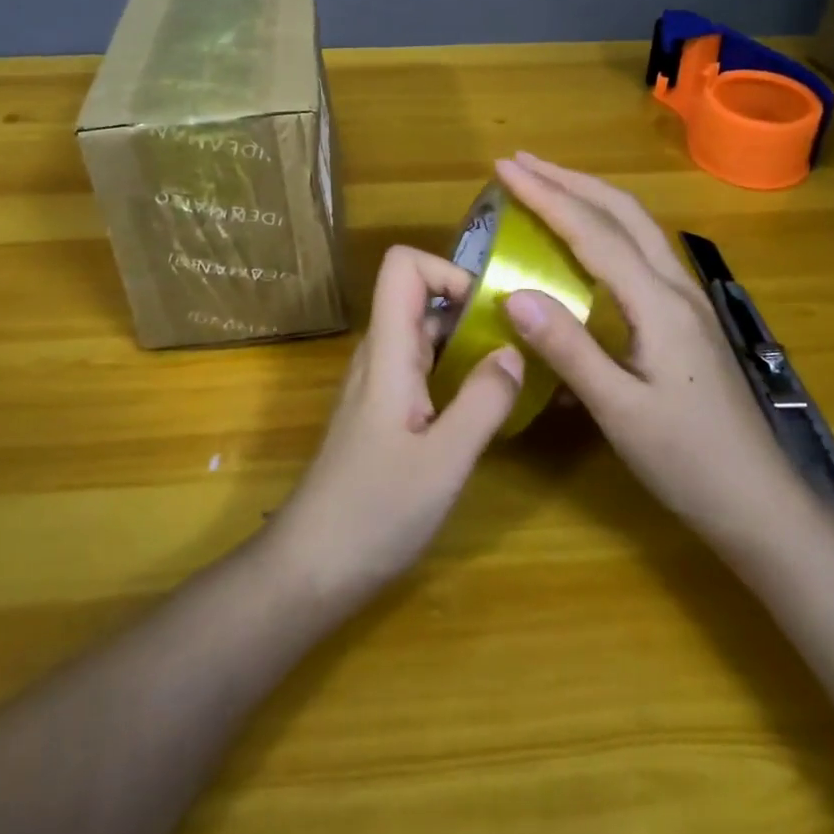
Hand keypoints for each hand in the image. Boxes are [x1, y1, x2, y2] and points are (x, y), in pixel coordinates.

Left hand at [270, 245, 522, 606]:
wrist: (312, 566)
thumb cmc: (374, 512)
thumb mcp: (443, 462)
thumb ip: (483, 402)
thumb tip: (515, 349)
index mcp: (388, 351)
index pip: (402, 266)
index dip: (447, 269)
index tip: (490, 306)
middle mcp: (380, 355)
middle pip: (419, 295)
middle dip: (471, 305)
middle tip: (521, 340)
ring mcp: (379, 382)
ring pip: (424, 333)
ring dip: (468, 339)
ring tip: (514, 368)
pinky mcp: (383, 410)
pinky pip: (423, 367)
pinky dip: (456, 369)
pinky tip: (485, 404)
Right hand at [492, 153, 800, 539]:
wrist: (760, 503)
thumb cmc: (688, 462)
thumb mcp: (619, 411)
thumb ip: (567, 348)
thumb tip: (512, 293)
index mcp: (659, 303)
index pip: (593, 231)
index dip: (546, 195)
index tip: (505, 168)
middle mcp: (676, 287)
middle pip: (622, 211)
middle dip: (570, 179)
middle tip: (522, 164)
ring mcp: (687, 300)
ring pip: (636, 225)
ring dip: (590, 196)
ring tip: (548, 185)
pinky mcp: (686, 316)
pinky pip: (641, 249)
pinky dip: (606, 224)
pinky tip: (587, 239)